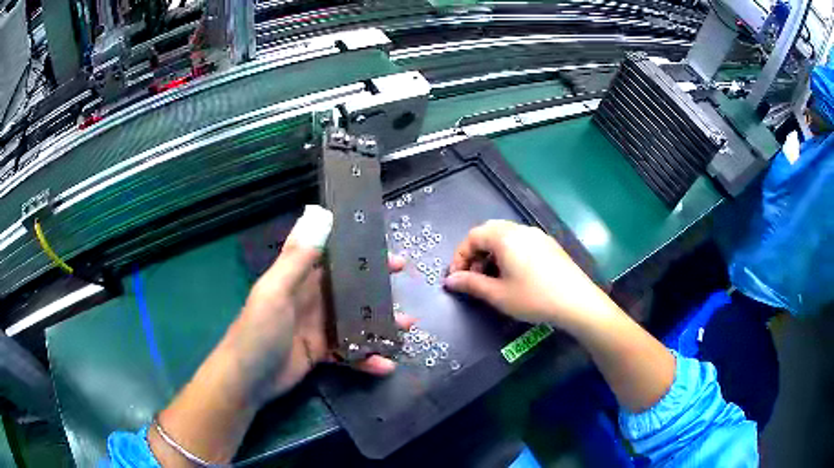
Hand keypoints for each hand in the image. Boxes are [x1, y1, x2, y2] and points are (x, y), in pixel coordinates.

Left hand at [222, 206, 411, 405]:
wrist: (247, 380)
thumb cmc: (258, 331)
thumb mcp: (275, 291)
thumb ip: (298, 257)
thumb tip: (320, 214)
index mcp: (300, 279)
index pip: (333, 256)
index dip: (358, 249)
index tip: (386, 248)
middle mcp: (311, 300)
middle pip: (350, 289)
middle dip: (377, 287)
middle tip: (406, 286)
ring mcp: (317, 328)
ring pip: (355, 321)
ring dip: (380, 323)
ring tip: (407, 327)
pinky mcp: (321, 354)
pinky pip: (350, 353)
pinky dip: (367, 359)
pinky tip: (386, 365)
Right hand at [444, 220, 608, 329]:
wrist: (577, 301)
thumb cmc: (533, 298)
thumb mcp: (498, 294)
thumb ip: (471, 284)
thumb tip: (450, 281)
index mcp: (505, 237)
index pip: (473, 236)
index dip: (460, 256)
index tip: (456, 278)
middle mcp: (520, 229)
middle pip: (489, 232)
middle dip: (475, 253)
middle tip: (472, 276)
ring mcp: (537, 235)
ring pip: (506, 236)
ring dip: (492, 253)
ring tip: (492, 278)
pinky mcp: (549, 245)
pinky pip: (521, 242)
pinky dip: (508, 253)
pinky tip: (513, 275)